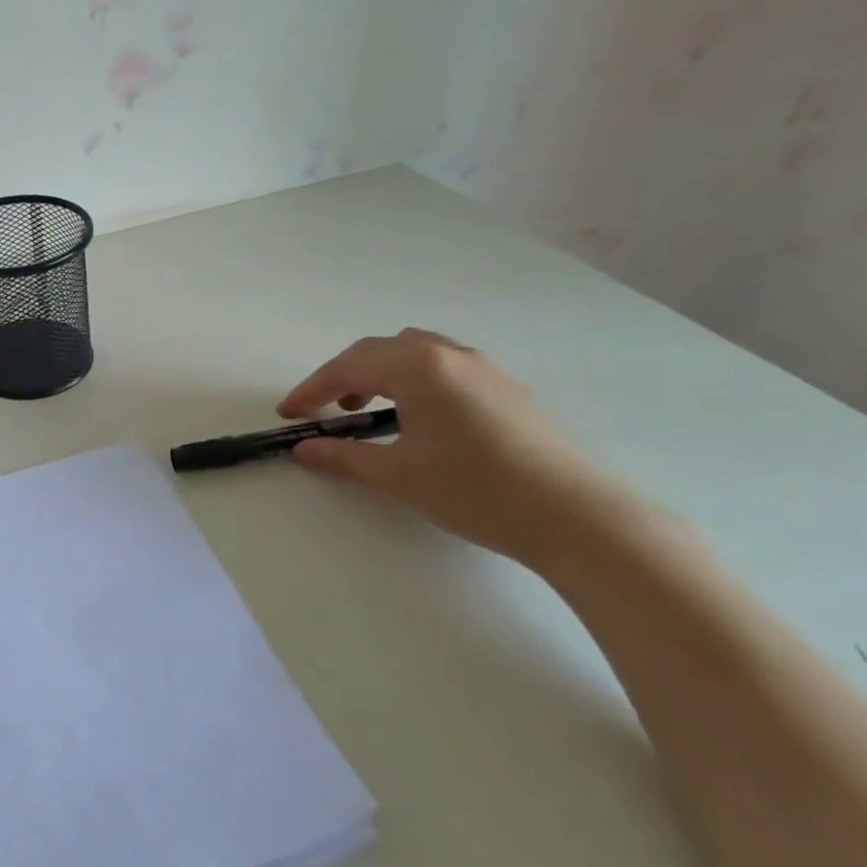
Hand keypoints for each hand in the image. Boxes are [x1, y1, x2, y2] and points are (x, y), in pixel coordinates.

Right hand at [278, 329, 638, 568]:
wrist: (576, 516)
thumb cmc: (474, 490)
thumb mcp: (397, 475)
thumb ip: (344, 457)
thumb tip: (304, 450)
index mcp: (418, 367)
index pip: (349, 366)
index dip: (312, 388)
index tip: (289, 414)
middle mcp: (451, 356)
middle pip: (382, 350)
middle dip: (345, 375)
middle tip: (326, 410)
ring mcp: (486, 369)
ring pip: (418, 354)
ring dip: (382, 374)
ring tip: (369, 409)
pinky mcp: (509, 390)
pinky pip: (446, 368)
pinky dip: (416, 382)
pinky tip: (420, 419)